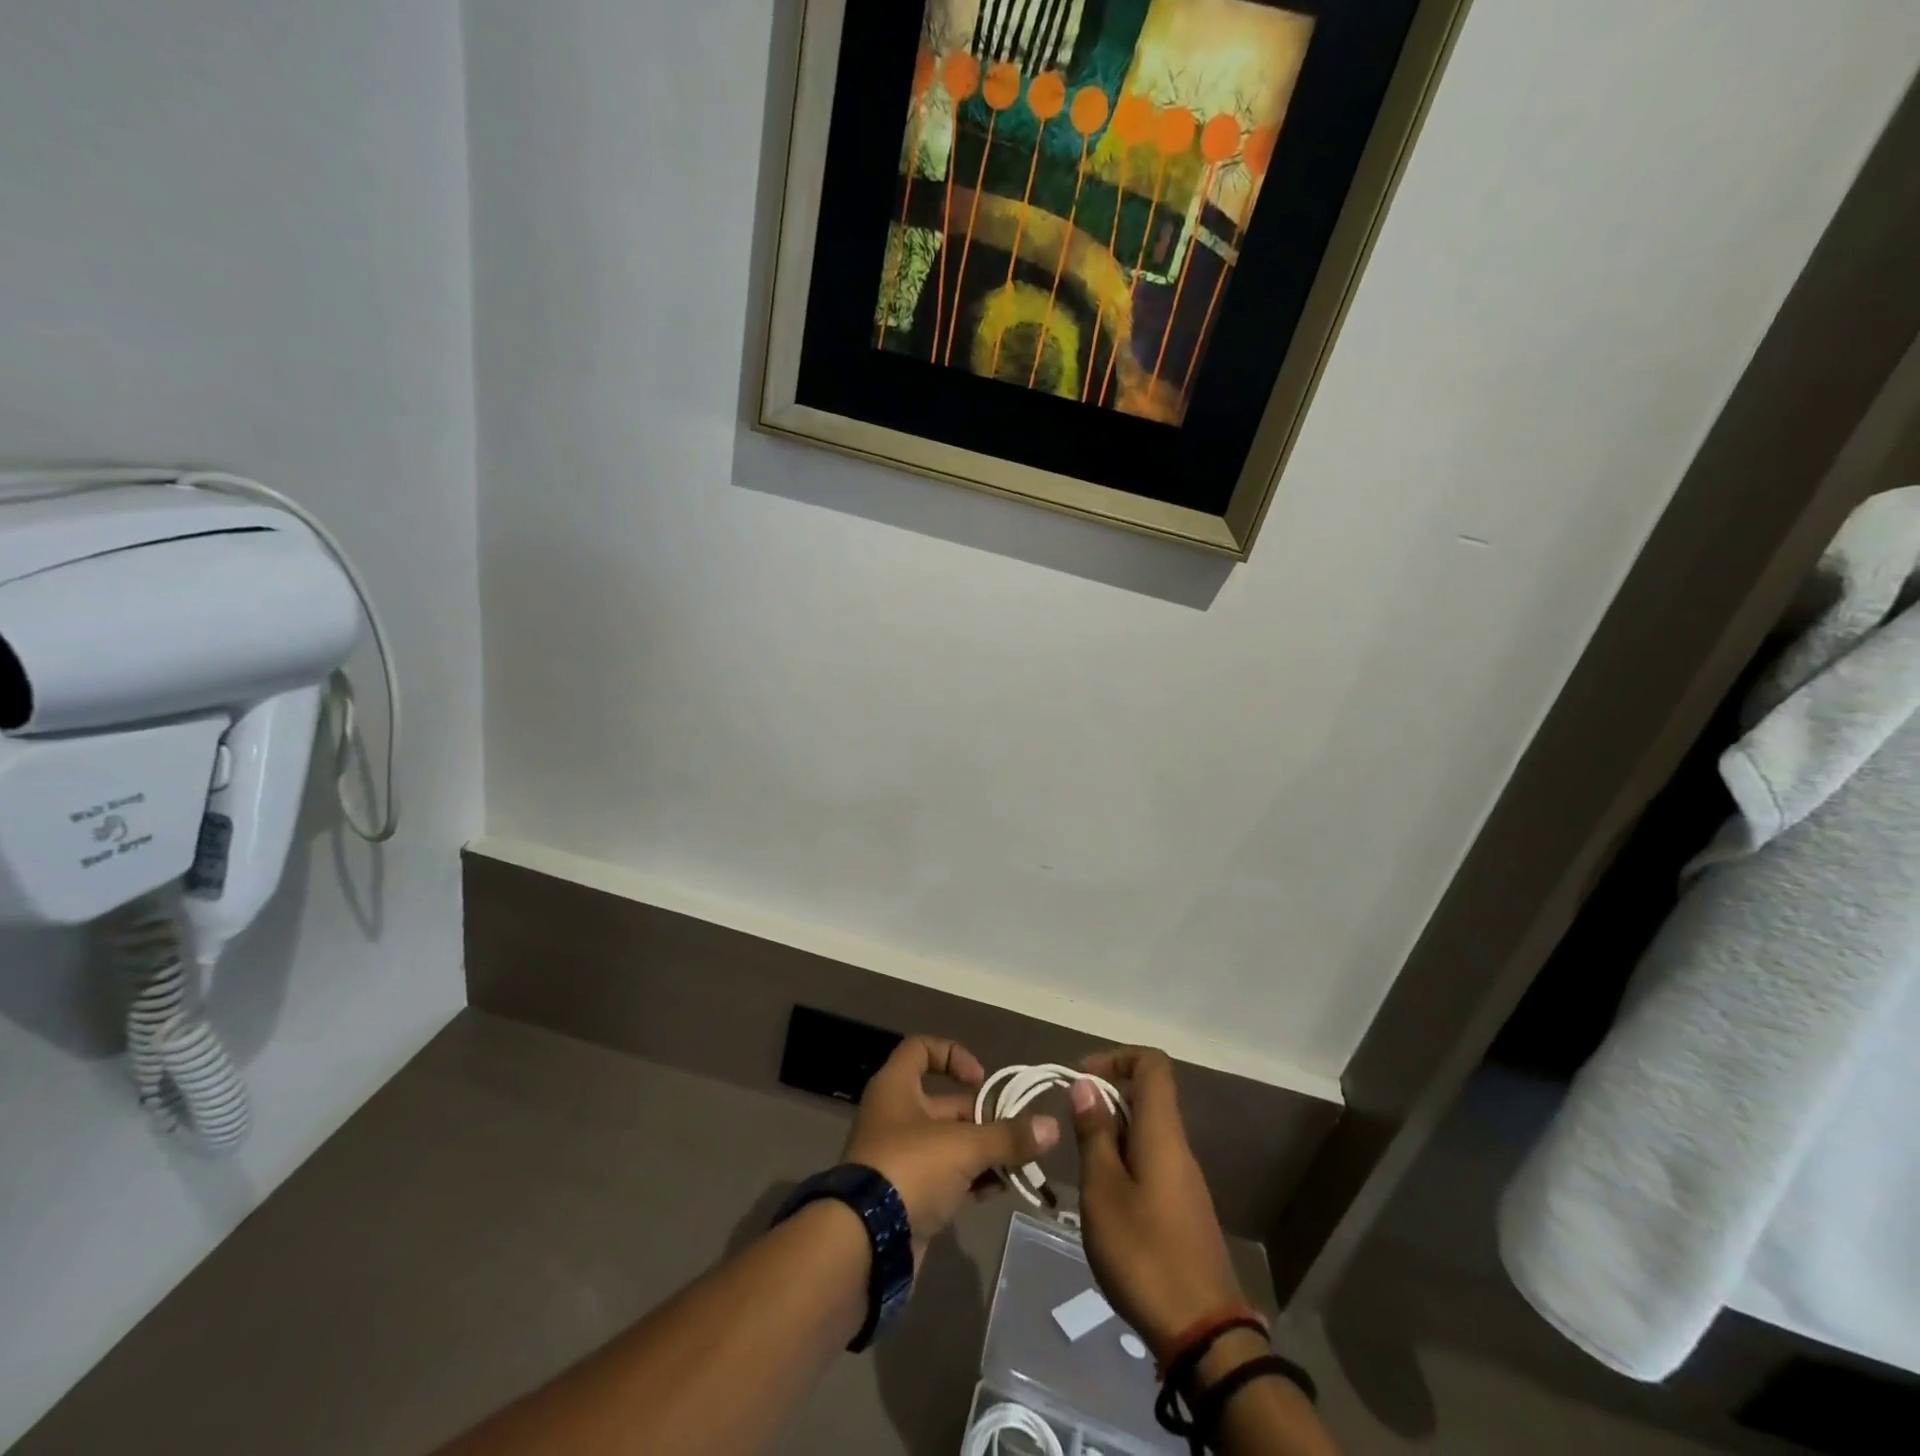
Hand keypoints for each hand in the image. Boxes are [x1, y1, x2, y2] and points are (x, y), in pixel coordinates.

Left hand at [843, 1036, 1058, 1262]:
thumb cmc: (910, 1169)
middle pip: (946, 1103)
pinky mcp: (909, 1195)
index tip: (981, 1079)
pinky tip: (1000, 1189)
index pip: (921, 1049)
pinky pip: (947, 1177)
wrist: (865, 1245)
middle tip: (1019, 1133)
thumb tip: (1053, 1127)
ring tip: (1020, 1164)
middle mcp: (896, 1116)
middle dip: (984, 1116)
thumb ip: (1008, 1137)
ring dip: (984, 1151)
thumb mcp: (963, 1146)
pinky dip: (973, 1179)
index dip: (952, 1055)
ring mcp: (902, 1158)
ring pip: (951, 1143)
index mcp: (896, 1088)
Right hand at [1070, 1047, 1243, 1356]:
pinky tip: (1102, 1202)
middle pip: (1146, 1097)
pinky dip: (1122, 1164)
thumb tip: (1086, 1084)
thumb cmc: (1144, 1252)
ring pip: (1146, 1133)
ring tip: (1080, 1169)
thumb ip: (1094, 1133)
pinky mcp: (1182, 1209)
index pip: (1152, 1064)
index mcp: (1162, 1132)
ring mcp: (1184, 1180)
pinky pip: (1151, 1163)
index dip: (1116, 1057)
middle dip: (1105, 1101)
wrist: (1203, 1333)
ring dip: (1110, 1136)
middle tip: (1070, 1129)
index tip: (1081, 1079)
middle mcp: (1178, 1147)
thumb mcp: (1103, 1190)